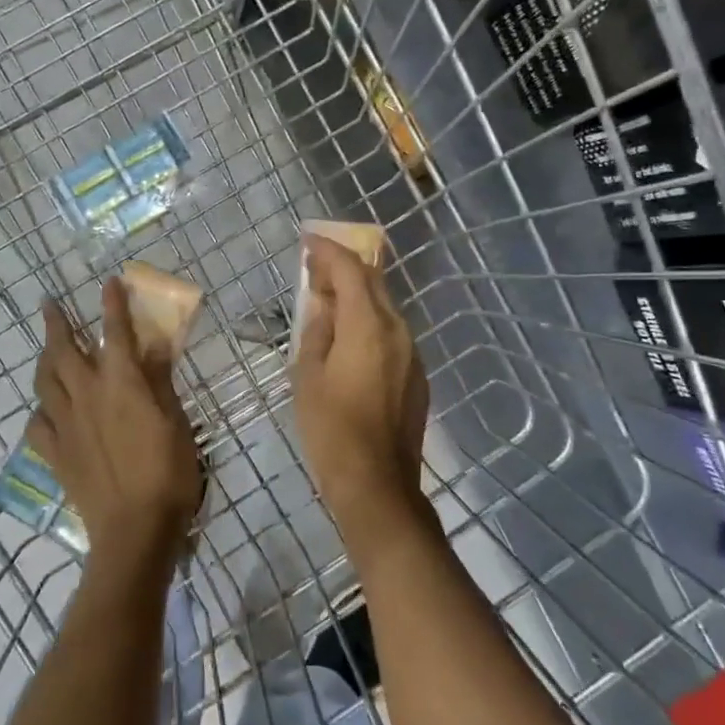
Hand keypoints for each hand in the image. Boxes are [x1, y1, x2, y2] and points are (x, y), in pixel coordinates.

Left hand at [28, 277, 200, 566]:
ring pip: (44, 381)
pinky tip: (46, 409)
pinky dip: (40, 408)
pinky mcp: (55, 453)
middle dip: (55, 322)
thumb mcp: (176, 421)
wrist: (134, 529)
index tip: (108, 281)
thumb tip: (155, 345)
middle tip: (48, 303)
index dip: (111, 304)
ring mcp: (65, 424)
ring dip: (43, 358)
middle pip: (63, 350)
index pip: (114, 332)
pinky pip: (37, 423)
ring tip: (45, 349)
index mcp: (121, 382)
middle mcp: (87, 394)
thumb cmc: (167, 471)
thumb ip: (161, 380)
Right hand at [291, 236, 429, 548]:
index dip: (328, 251)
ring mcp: (412, 352)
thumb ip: (317, 329)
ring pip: (384, 307)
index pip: (350, 269)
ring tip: (327, 304)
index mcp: (368, 324)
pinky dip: (368, 322)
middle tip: (313, 270)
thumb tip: (323, 304)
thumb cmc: (331, 427)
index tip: (308, 242)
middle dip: (343, 269)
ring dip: (357, 296)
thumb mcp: (308, 375)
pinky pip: (391, 333)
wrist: (377, 482)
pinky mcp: (416, 374)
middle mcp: (397, 329)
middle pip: (373, 282)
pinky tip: (349, 340)